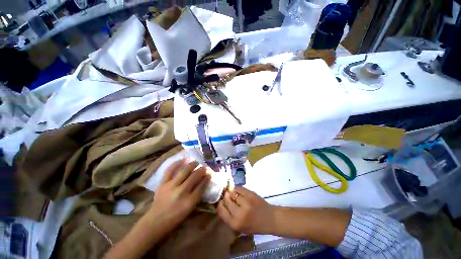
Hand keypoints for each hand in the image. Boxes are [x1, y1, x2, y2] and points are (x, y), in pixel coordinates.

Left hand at [146, 158, 210, 227]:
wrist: (156, 221)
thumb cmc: (175, 217)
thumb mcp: (190, 209)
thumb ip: (198, 195)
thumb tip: (204, 181)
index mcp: (189, 202)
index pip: (201, 186)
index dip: (206, 178)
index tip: (210, 173)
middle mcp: (181, 192)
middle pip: (194, 177)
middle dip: (201, 170)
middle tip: (205, 167)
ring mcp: (171, 186)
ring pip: (184, 171)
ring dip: (192, 165)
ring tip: (197, 161)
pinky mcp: (162, 183)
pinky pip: (170, 170)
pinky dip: (177, 163)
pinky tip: (184, 159)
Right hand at [217, 187, 274, 233]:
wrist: (269, 218)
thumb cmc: (254, 225)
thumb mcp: (240, 227)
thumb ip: (230, 217)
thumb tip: (222, 203)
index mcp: (235, 223)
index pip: (221, 211)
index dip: (220, 205)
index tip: (221, 203)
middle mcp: (239, 213)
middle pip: (226, 200)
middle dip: (225, 198)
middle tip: (227, 197)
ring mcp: (245, 202)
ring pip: (232, 193)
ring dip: (231, 193)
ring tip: (233, 195)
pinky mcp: (250, 194)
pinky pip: (239, 188)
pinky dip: (237, 189)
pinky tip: (238, 191)